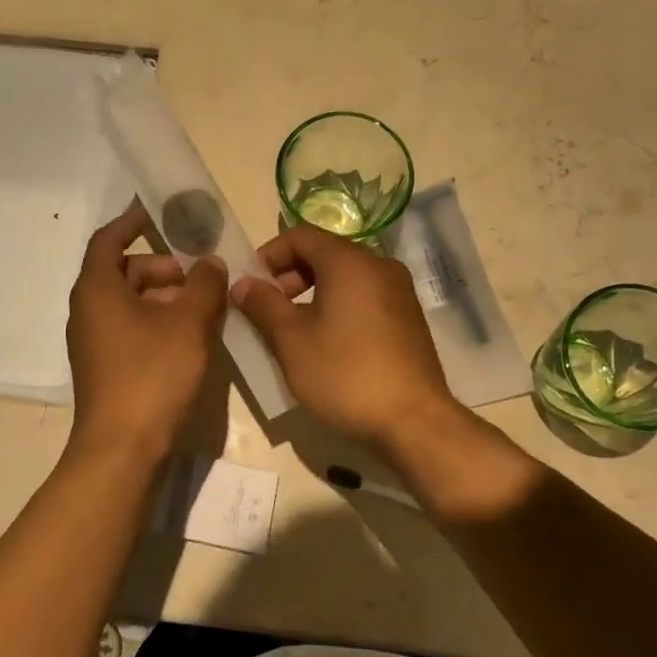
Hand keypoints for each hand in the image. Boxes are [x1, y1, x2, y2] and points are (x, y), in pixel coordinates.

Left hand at [66, 202, 228, 463]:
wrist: (122, 448)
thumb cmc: (152, 375)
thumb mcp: (188, 324)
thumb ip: (204, 285)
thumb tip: (211, 263)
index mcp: (97, 289)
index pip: (108, 239)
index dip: (131, 221)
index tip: (157, 211)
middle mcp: (88, 311)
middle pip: (123, 272)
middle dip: (161, 267)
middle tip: (198, 274)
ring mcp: (94, 342)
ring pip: (129, 304)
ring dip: (163, 297)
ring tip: (202, 307)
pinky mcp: (105, 368)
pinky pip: (130, 329)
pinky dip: (157, 322)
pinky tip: (189, 337)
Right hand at [232, 224, 457, 451]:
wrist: (413, 421)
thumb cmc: (345, 375)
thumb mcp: (292, 341)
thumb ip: (263, 305)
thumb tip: (243, 282)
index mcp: (350, 262)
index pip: (300, 236)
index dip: (269, 255)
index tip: (251, 286)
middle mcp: (379, 266)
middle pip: (325, 253)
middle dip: (290, 276)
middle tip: (269, 311)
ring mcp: (399, 291)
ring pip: (345, 277)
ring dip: (313, 294)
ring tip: (294, 331)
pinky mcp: (408, 317)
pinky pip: (364, 297)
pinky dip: (339, 306)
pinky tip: (327, 343)